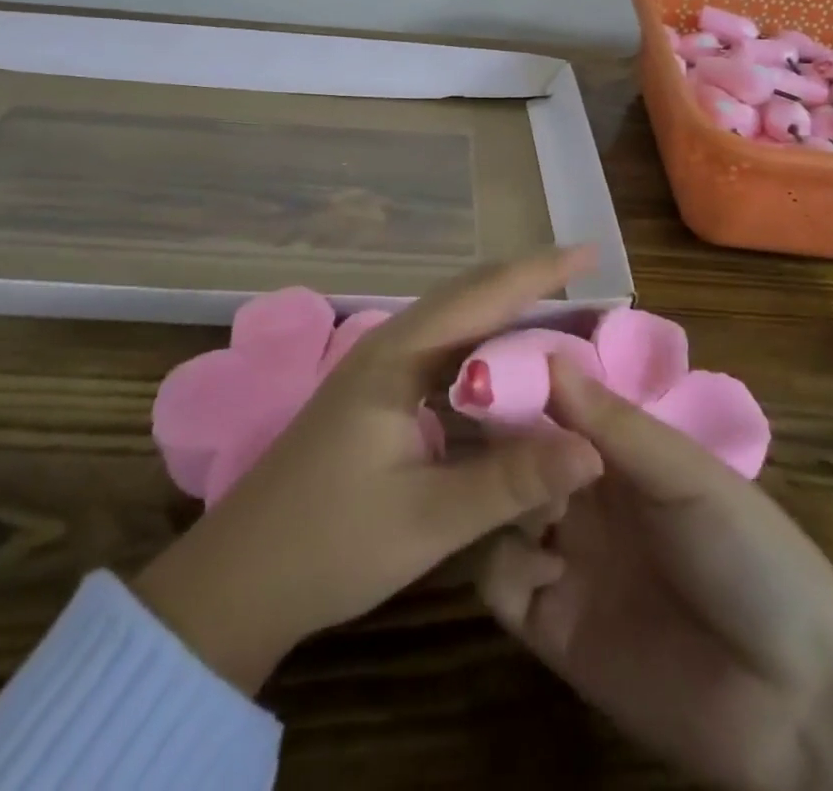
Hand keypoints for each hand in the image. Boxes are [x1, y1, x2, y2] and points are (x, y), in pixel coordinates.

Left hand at [132, 249, 605, 693]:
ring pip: (453, 326)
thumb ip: (512, 482)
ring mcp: (378, 371)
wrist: (238, 580)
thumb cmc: (331, 543)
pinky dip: (481, 354)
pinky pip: (441, 357)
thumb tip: (594, 450)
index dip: (538, 272)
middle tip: (583, 279)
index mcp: (398, 357)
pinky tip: (504, 372)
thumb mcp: (429, 519)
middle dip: (526, 284)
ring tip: (557, 315)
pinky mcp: (375, 398)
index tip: (588, 252)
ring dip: (503, 317)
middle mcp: (389, 347)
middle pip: (467, 297)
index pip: (481, 296)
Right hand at [480, 359, 832, 790]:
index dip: (523, 379)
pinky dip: (505, 563)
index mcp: (620, 451)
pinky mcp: (551, 624)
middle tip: (483, 426)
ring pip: (499, 506)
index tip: (485, 360)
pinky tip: (544, 566)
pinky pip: (499, 580)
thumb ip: (615, 423)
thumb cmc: (753, 558)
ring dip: (501, 493)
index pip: (555, 400)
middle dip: (501, 434)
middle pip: (518, 450)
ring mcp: (565, 556)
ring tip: (526, 496)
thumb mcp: (688, 476)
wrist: (797, 706)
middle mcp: (584, 494)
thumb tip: (546, 356)